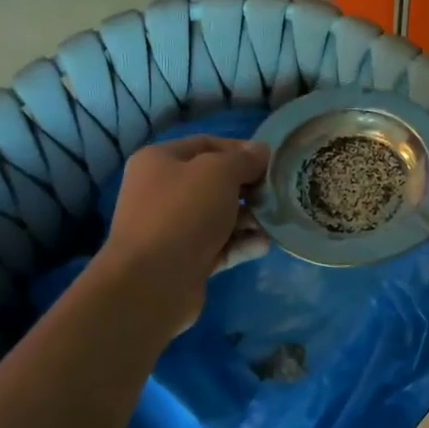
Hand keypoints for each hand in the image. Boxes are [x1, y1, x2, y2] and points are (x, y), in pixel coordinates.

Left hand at [95, 136, 270, 332]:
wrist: (152, 282)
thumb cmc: (183, 213)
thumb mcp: (218, 173)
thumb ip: (243, 160)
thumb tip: (261, 151)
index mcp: (159, 161)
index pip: (206, 145)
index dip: (240, 149)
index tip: (271, 161)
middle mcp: (162, 192)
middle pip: (214, 182)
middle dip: (247, 188)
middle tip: (277, 193)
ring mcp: (173, 229)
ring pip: (219, 216)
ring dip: (249, 218)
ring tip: (273, 222)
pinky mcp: (186, 261)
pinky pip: (220, 246)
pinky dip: (241, 244)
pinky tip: (264, 245)